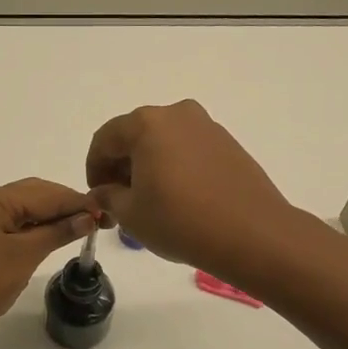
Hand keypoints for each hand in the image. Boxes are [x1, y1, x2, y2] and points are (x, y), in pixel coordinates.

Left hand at [0, 179, 99, 348]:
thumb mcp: (23, 255)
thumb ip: (56, 233)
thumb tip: (87, 217)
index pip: (46, 193)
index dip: (78, 202)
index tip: (107, 214)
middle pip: (34, 198)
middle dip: (66, 208)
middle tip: (98, 223)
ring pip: (24, 214)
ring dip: (51, 221)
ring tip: (81, 232)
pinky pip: (12, 231)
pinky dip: (34, 235)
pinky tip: (50, 244)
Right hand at [84, 100, 295, 280]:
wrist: (252, 234)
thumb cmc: (180, 221)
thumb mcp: (131, 214)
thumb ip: (108, 197)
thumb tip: (103, 191)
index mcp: (147, 123)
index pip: (105, 139)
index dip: (94, 168)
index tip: (97, 196)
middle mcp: (177, 115)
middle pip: (135, 135)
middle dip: (122, 166)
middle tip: (120, 201)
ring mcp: (207, 127)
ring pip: (164, 142)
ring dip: (149, 166)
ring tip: (150, 202)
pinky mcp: (229, 144)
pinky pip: (189, 150)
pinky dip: (175, 167)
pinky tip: (179, 198)